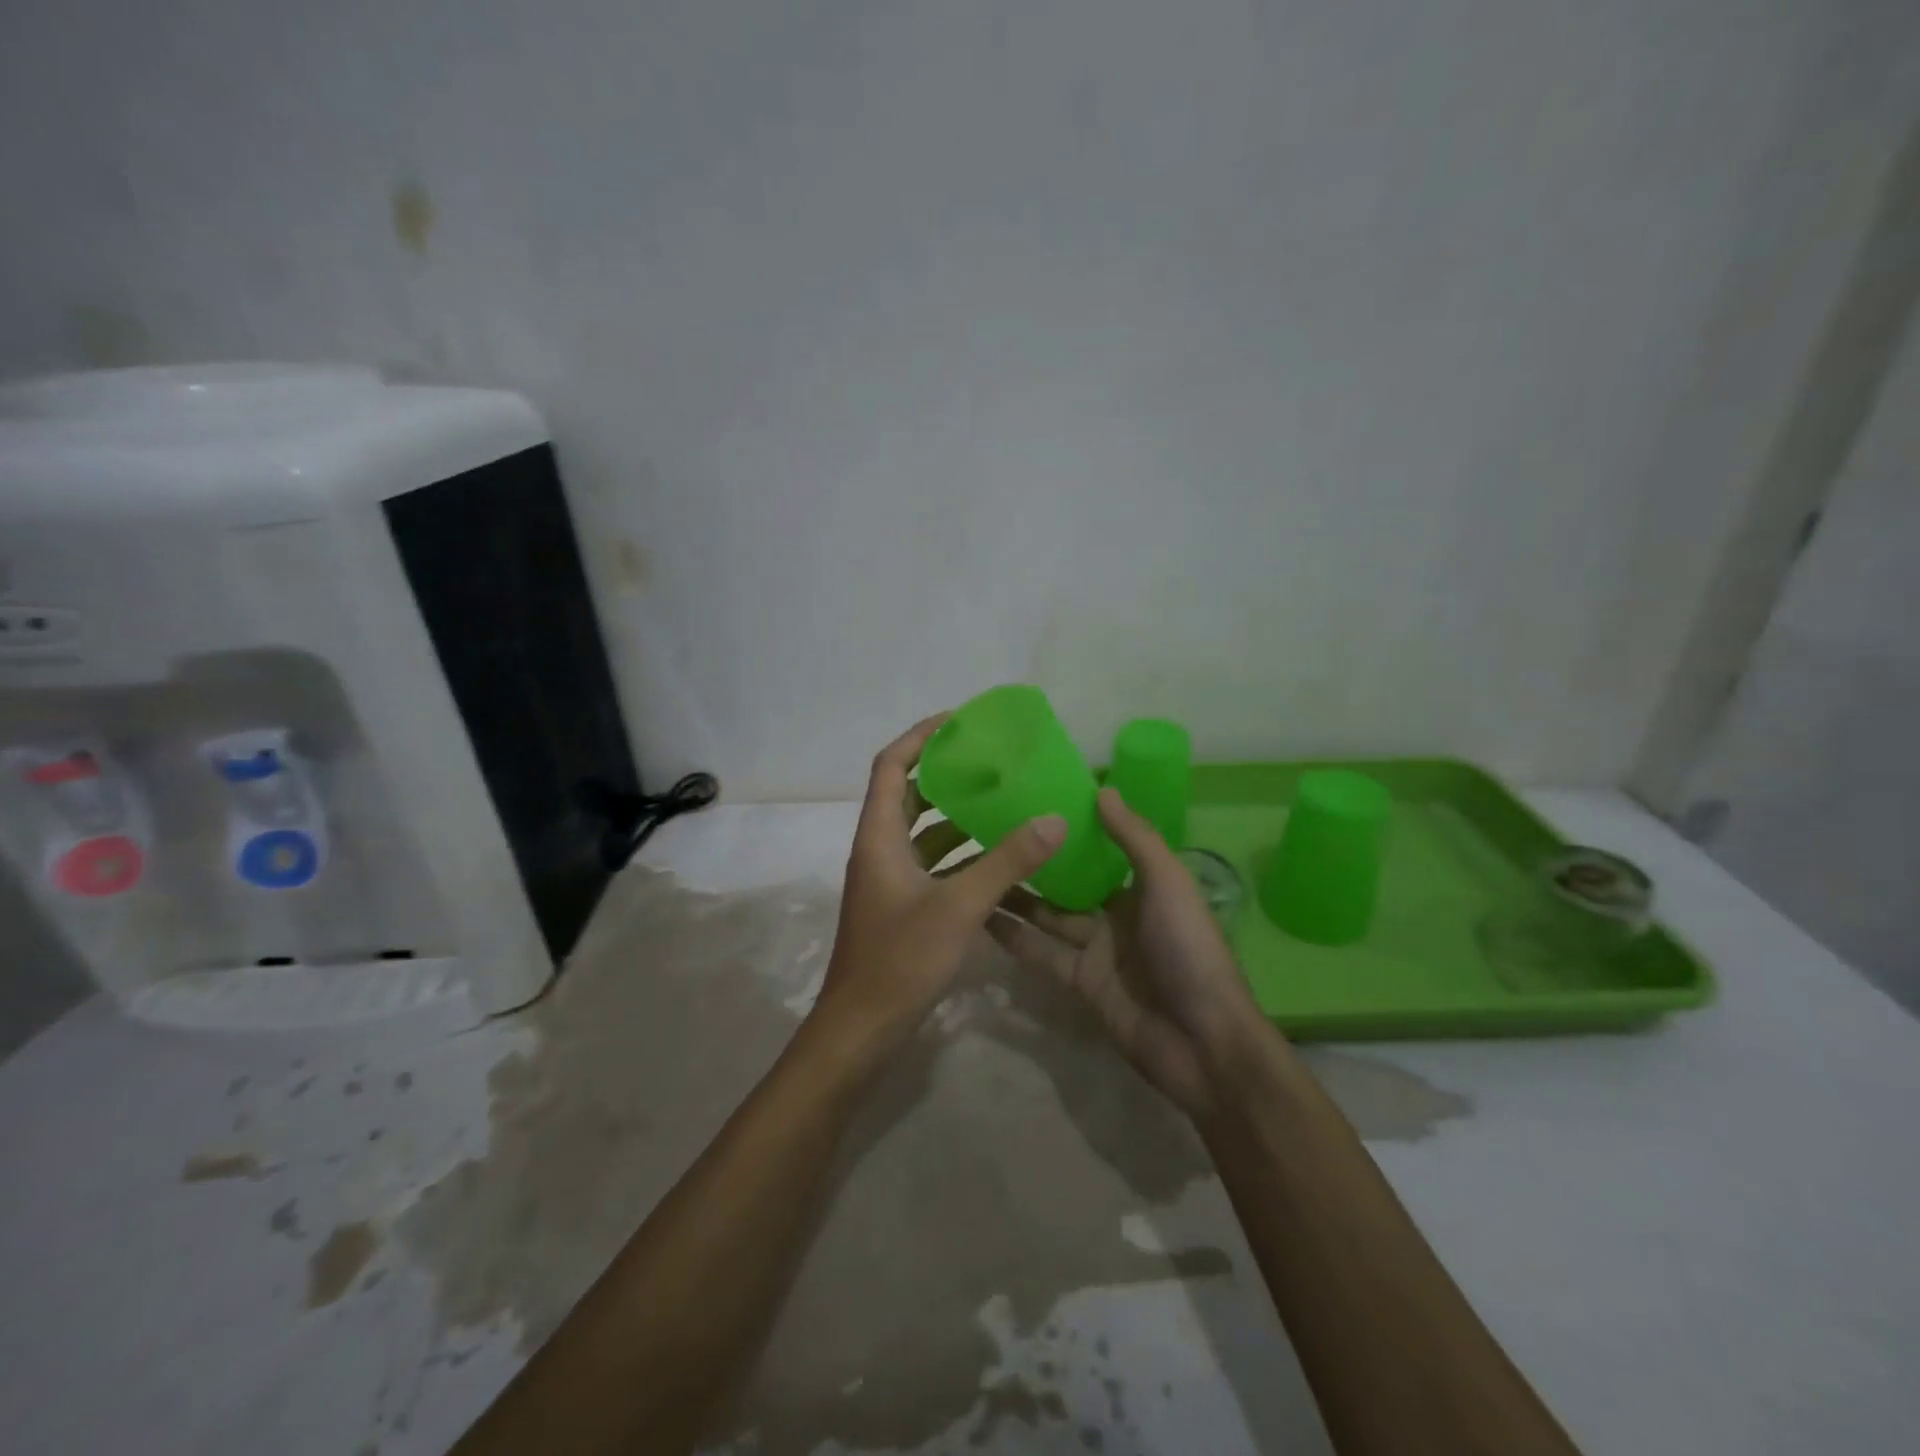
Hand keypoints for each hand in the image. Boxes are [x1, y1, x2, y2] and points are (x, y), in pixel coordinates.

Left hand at [811, 714, 1067, 1057]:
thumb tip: (1054, 819)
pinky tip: (1000, 858)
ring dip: (957, 815)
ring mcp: (890, 879)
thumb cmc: (901, 959)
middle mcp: (880, 849)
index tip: (958, 720)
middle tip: (990, 759)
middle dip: (944, 773)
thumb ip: (1008, 862)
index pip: (890, 765)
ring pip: (923, 832)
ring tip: (1003, 800)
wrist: (861, 1028)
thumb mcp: (960, 906)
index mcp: (879, 836)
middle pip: (907, 794)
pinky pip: (933, 864)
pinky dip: (961, 855)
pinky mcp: (902, 905)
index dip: (919, 737)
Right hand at [989, 786, 1267, 1117]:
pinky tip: (981, 917)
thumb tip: (1101, 789)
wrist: (1202, 1041)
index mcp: (1143, 887)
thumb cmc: (1189, 950)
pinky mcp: (1080, 983)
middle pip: (1068, 884)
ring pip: (1049, 917)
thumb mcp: (1168, 883)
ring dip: (1016, 898)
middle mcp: (1117, 914)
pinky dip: (1015, 939)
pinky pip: (1042, 954)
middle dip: (1036, 864)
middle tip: (989, 835)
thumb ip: (1135, 838)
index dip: (1070, 832)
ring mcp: (1097, 950)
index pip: (1100, 852)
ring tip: (974, 870)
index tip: (1031, 804)